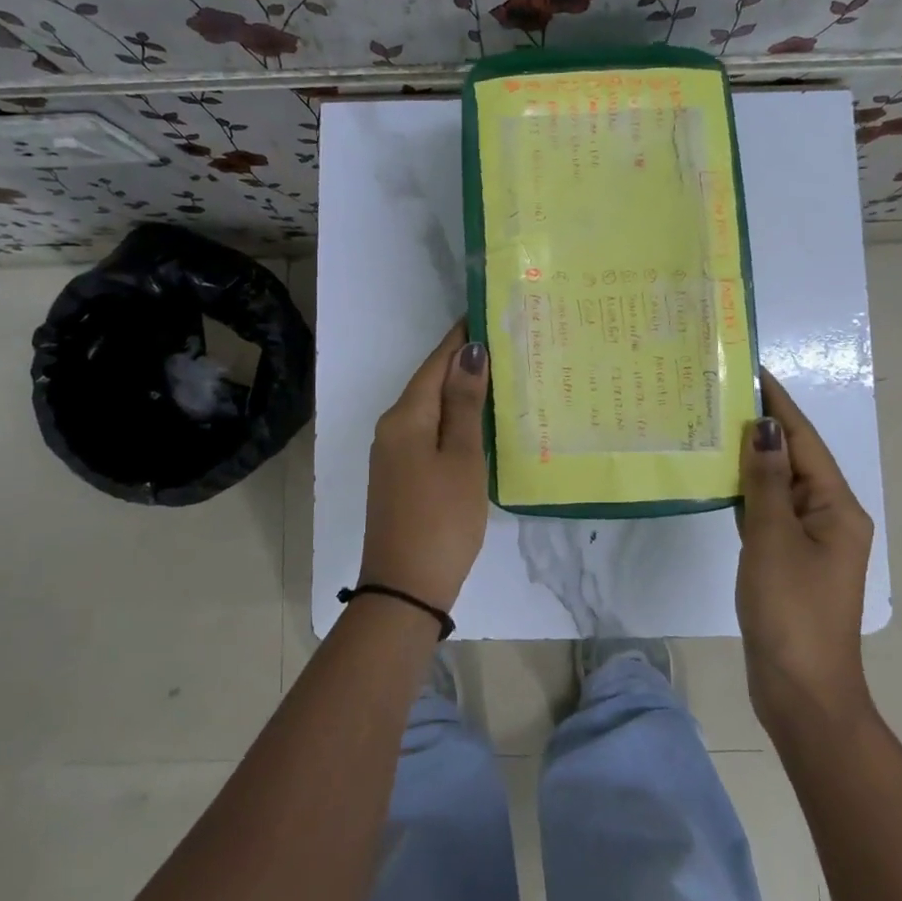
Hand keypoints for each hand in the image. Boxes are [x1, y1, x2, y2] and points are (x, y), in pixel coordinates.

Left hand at [358, 321, 491, 611]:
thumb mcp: (461, 458)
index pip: (435, 362)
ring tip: (502, 376)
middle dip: (464, 361)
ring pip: (431, 408)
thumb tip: (468, 351)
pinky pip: (429, 431)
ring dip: (461, 391)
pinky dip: (454, 419)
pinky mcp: (401, 475)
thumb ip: (464, 404)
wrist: (406, 588)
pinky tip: (479, 421)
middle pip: (430, 382)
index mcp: (406, 417)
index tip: (490, 312)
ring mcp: (394, 453)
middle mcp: (393, 427)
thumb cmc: (442, 518)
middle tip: (508, 343)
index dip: (461, 337)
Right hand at [736, 369, 877, 730]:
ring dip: (750, 457)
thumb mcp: (774, 539)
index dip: (778, 402)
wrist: (801, 691)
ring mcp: (808, 540)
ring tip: (713, 424)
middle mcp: (828, 516)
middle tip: (719, 392)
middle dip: (761, 425)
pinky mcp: (788, 560)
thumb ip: (766, 480)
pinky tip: (718, 478)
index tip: (751, 368)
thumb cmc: (791, 610)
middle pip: (793, 458)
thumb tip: (763, 426)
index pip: (804, 439)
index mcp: (835, 506)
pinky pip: (767, 512)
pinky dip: (746, 491)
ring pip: (777, 485)